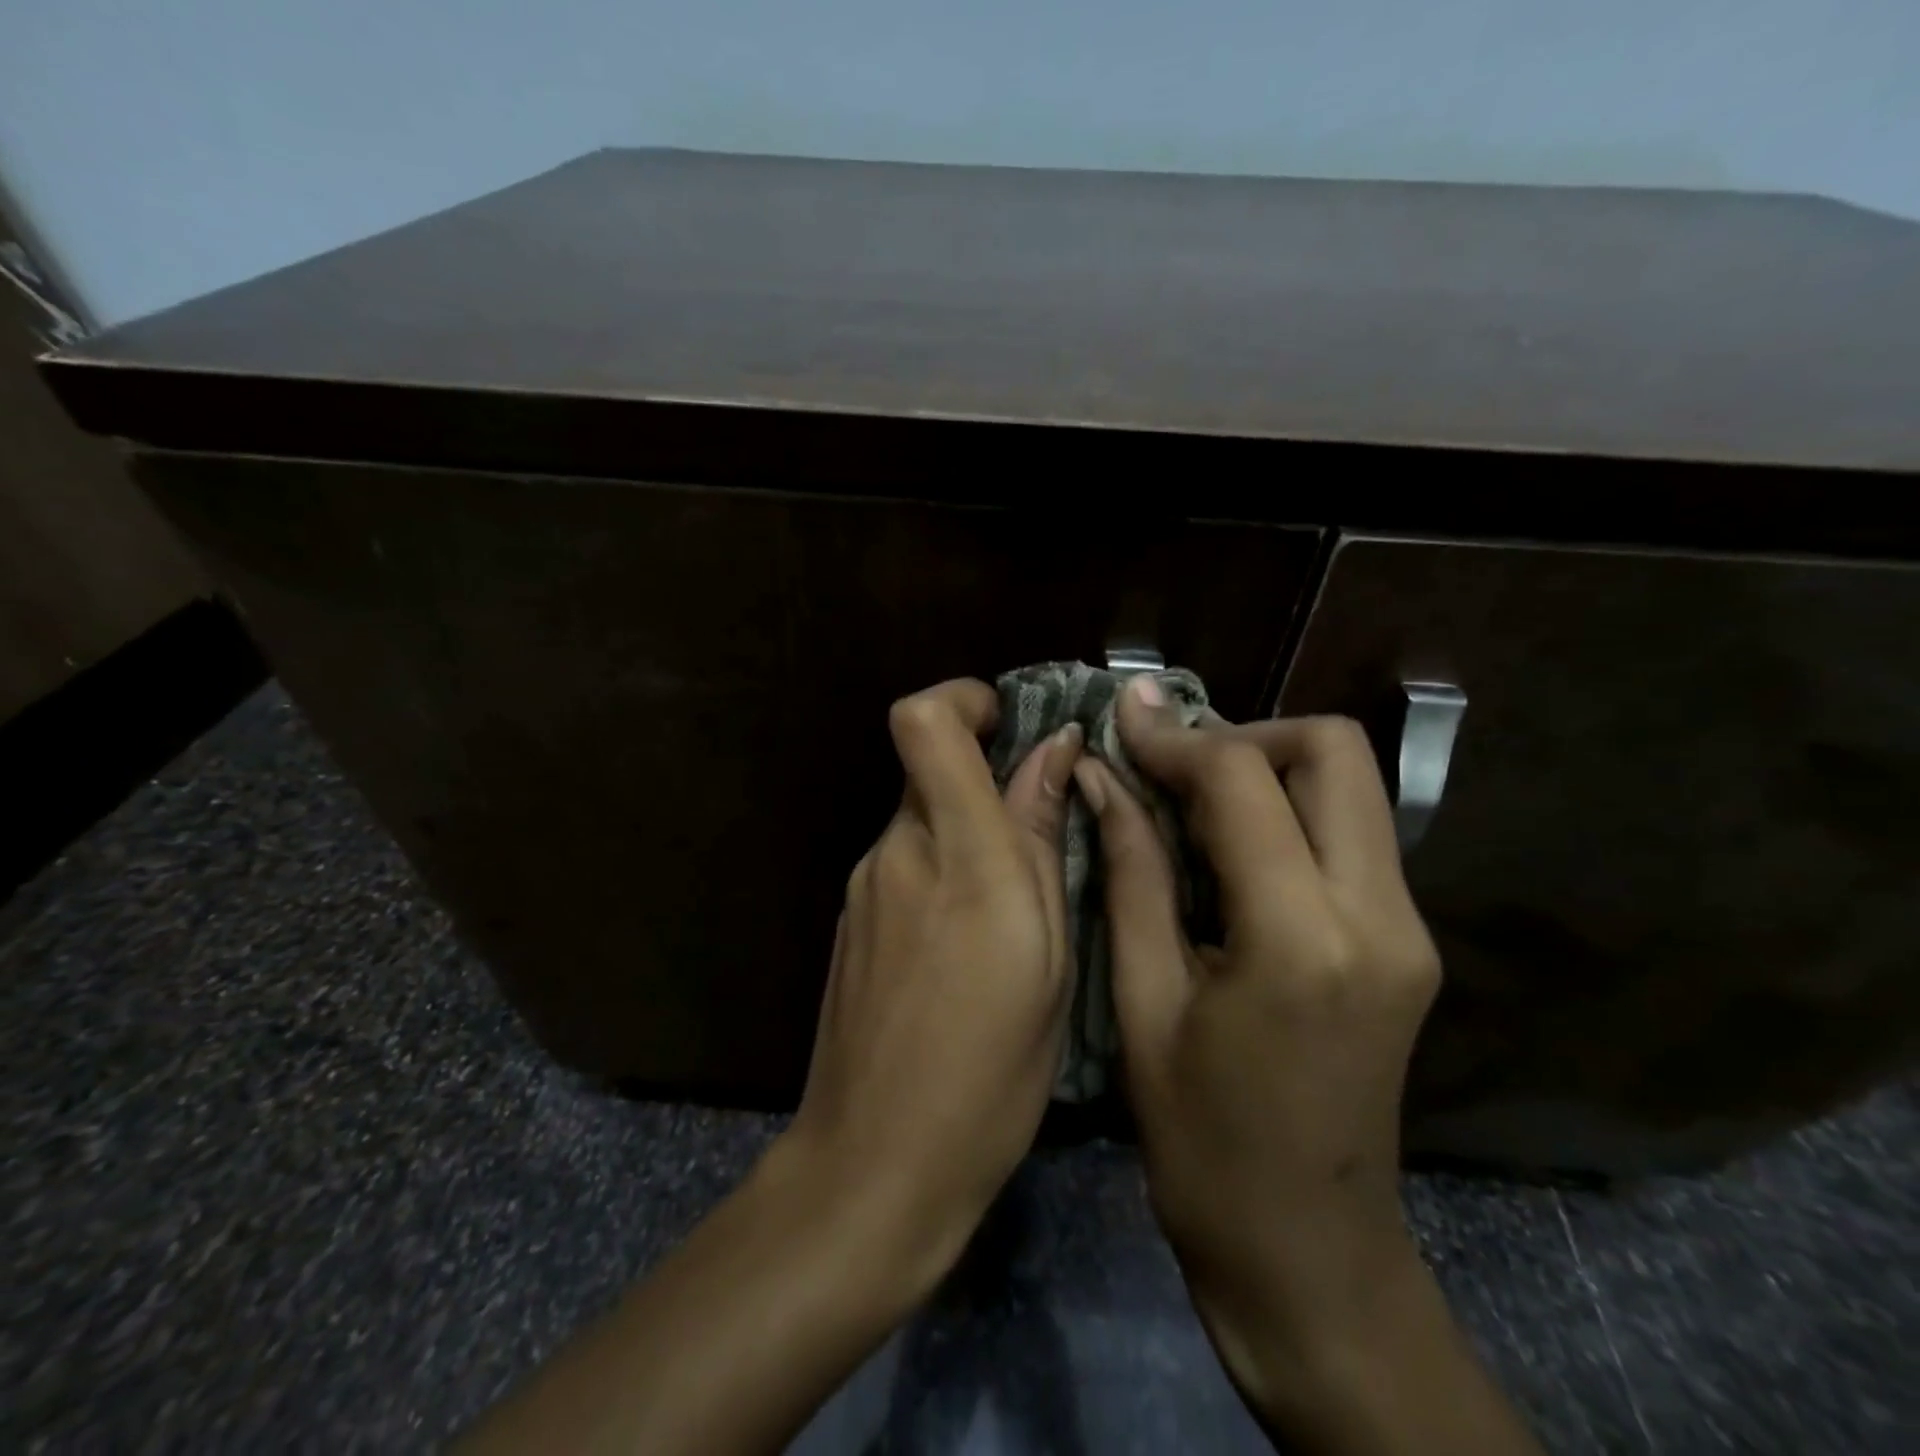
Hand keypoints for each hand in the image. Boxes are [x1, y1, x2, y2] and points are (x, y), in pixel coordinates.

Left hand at [780, 677, 1085, 1289]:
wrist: (874, 1162)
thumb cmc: (988, 1070)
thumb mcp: (1049, 956)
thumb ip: (1041, 840)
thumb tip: (1054, 751)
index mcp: (957, 855)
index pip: (924, 724)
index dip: (964, 699)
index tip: (1009, 722)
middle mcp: (896, 852)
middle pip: (930, 768)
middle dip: (987, 780)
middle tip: (1044, 837)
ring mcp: (862, 886)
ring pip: (923, 820)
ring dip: (970, 834)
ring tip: (1015, 911)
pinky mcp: (849, 918)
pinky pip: (905, 863)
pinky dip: (944, 872)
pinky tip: (968, 945)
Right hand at [1075, 679, 1442, 1405]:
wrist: (1308, 1250)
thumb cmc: (1201, 1140)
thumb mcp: (1143, 999)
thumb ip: (1130, 871)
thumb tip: (1099, 776)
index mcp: (1300, 938)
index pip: (1243, 779)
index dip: (1173, 738)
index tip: (1122, 722)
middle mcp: (1379, 915)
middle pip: (1332, 749)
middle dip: (1242, 735)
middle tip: (1169, 766)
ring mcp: (1409, 926)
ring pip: (1350, 783)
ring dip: (1266, 766)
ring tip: (1187, 796)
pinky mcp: (1410, 939)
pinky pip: (1351, 831)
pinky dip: (1288, 809)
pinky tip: (1226, 842)